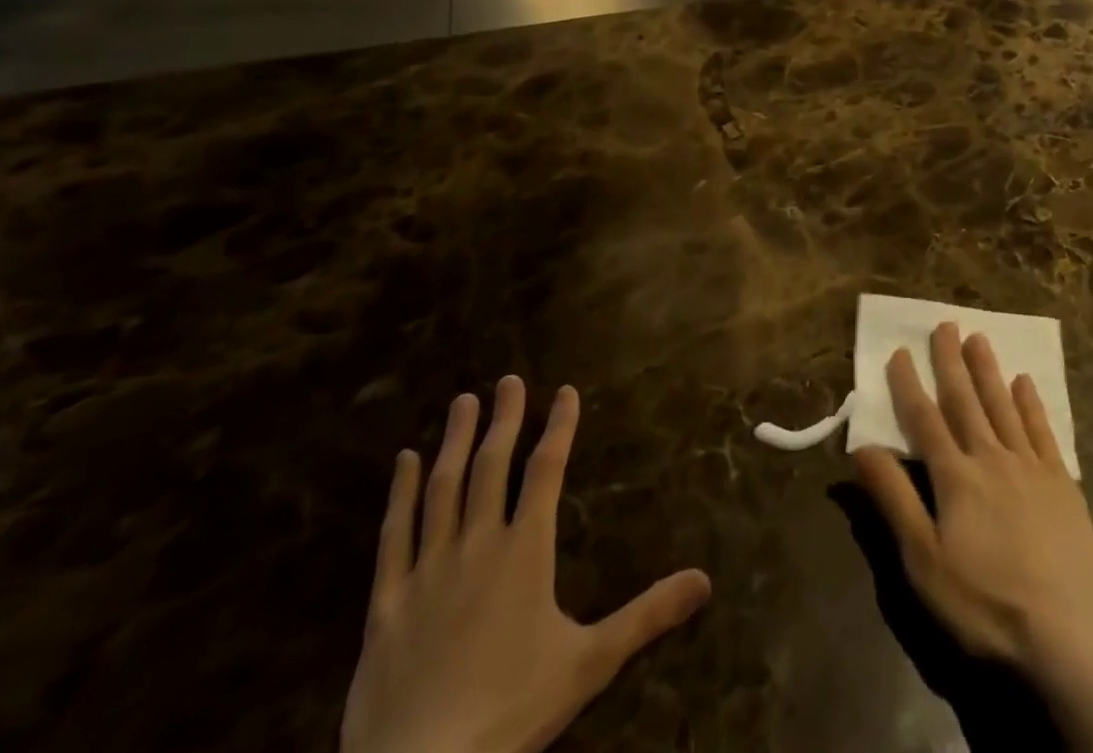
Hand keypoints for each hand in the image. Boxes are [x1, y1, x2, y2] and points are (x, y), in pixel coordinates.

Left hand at [341, 377, 710, 752]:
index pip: (547, 471)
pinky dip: (399, 494)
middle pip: (493, 466)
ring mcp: (428, 570)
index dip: (559, 427)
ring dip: (455, 441)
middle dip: (505, 419)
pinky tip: (403, 463)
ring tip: (463, 402)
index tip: (566, 391)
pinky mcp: (387, 602)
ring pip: (443, 488)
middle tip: (509, 379)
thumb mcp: (590, 663)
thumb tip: (706, 580)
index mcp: (525, 551)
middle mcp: (478, 545)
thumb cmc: (511, 712)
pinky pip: (393, 535)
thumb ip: (647, 615)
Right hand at [852, 325, 1092, 752]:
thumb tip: (861, 448)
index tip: (899, 351)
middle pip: (966, 401)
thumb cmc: (986, 601)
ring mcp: (1030, 466)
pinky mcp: (1062, 481)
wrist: (1067, 631)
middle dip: (951, 361)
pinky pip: (1042, 430)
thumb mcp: (924, 560)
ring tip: (979, 337)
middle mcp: (991, 457)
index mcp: (955, 476)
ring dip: (988, 370)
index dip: (909, 385)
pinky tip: (1025, 382)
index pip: (925, 420)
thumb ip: (894, 499)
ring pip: (1003, 405)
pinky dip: (1031, 403)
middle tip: (945, 324)